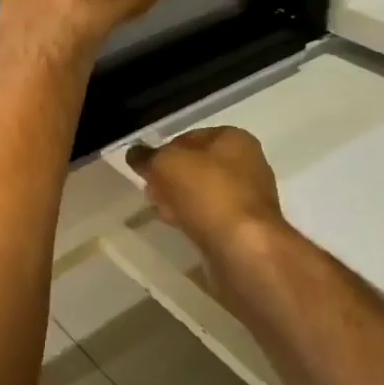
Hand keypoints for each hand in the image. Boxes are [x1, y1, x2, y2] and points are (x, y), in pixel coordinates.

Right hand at [127, 126, 286, 257]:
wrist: (243, 248)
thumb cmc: (208, 192)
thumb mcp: (167, 164)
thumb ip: (147, 156)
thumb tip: (135, 154)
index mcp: (235, 139)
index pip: (191, 136)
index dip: (165, 149)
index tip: (147, 167)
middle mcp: (248, 164)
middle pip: (197, 166)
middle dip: (171, 177)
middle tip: (151, 190)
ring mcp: (248, 198)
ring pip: (203, 193)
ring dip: (180, 200)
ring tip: (161, 210)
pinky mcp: (245, 228)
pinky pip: (211, 217)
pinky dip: (194, 219)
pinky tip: (179, 227)